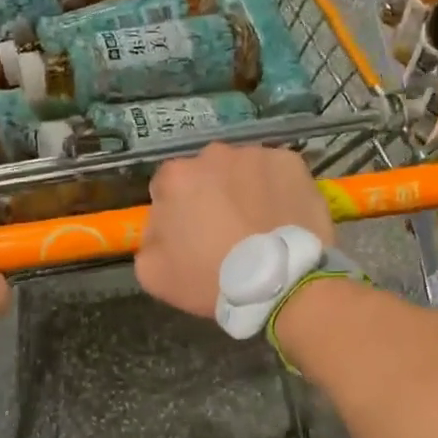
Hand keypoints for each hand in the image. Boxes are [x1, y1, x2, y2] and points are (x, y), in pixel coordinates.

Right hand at [135, 144, 334, 318]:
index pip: (166, 187)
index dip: (176, 212)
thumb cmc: (210, 278)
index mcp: (175, 177)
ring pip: (242, 170)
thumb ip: (147, 241)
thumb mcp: (153, 273)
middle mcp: (213, 155)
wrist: (278, 282)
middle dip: (211, 195)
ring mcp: (255, 154)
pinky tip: (281, 217)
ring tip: (257, 225)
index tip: (190, 235)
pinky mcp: (290, 162)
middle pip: (205, 173)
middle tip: (225, 230)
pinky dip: (277, 189)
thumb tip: (159, 228)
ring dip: (244, 190)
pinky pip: (276, 173)